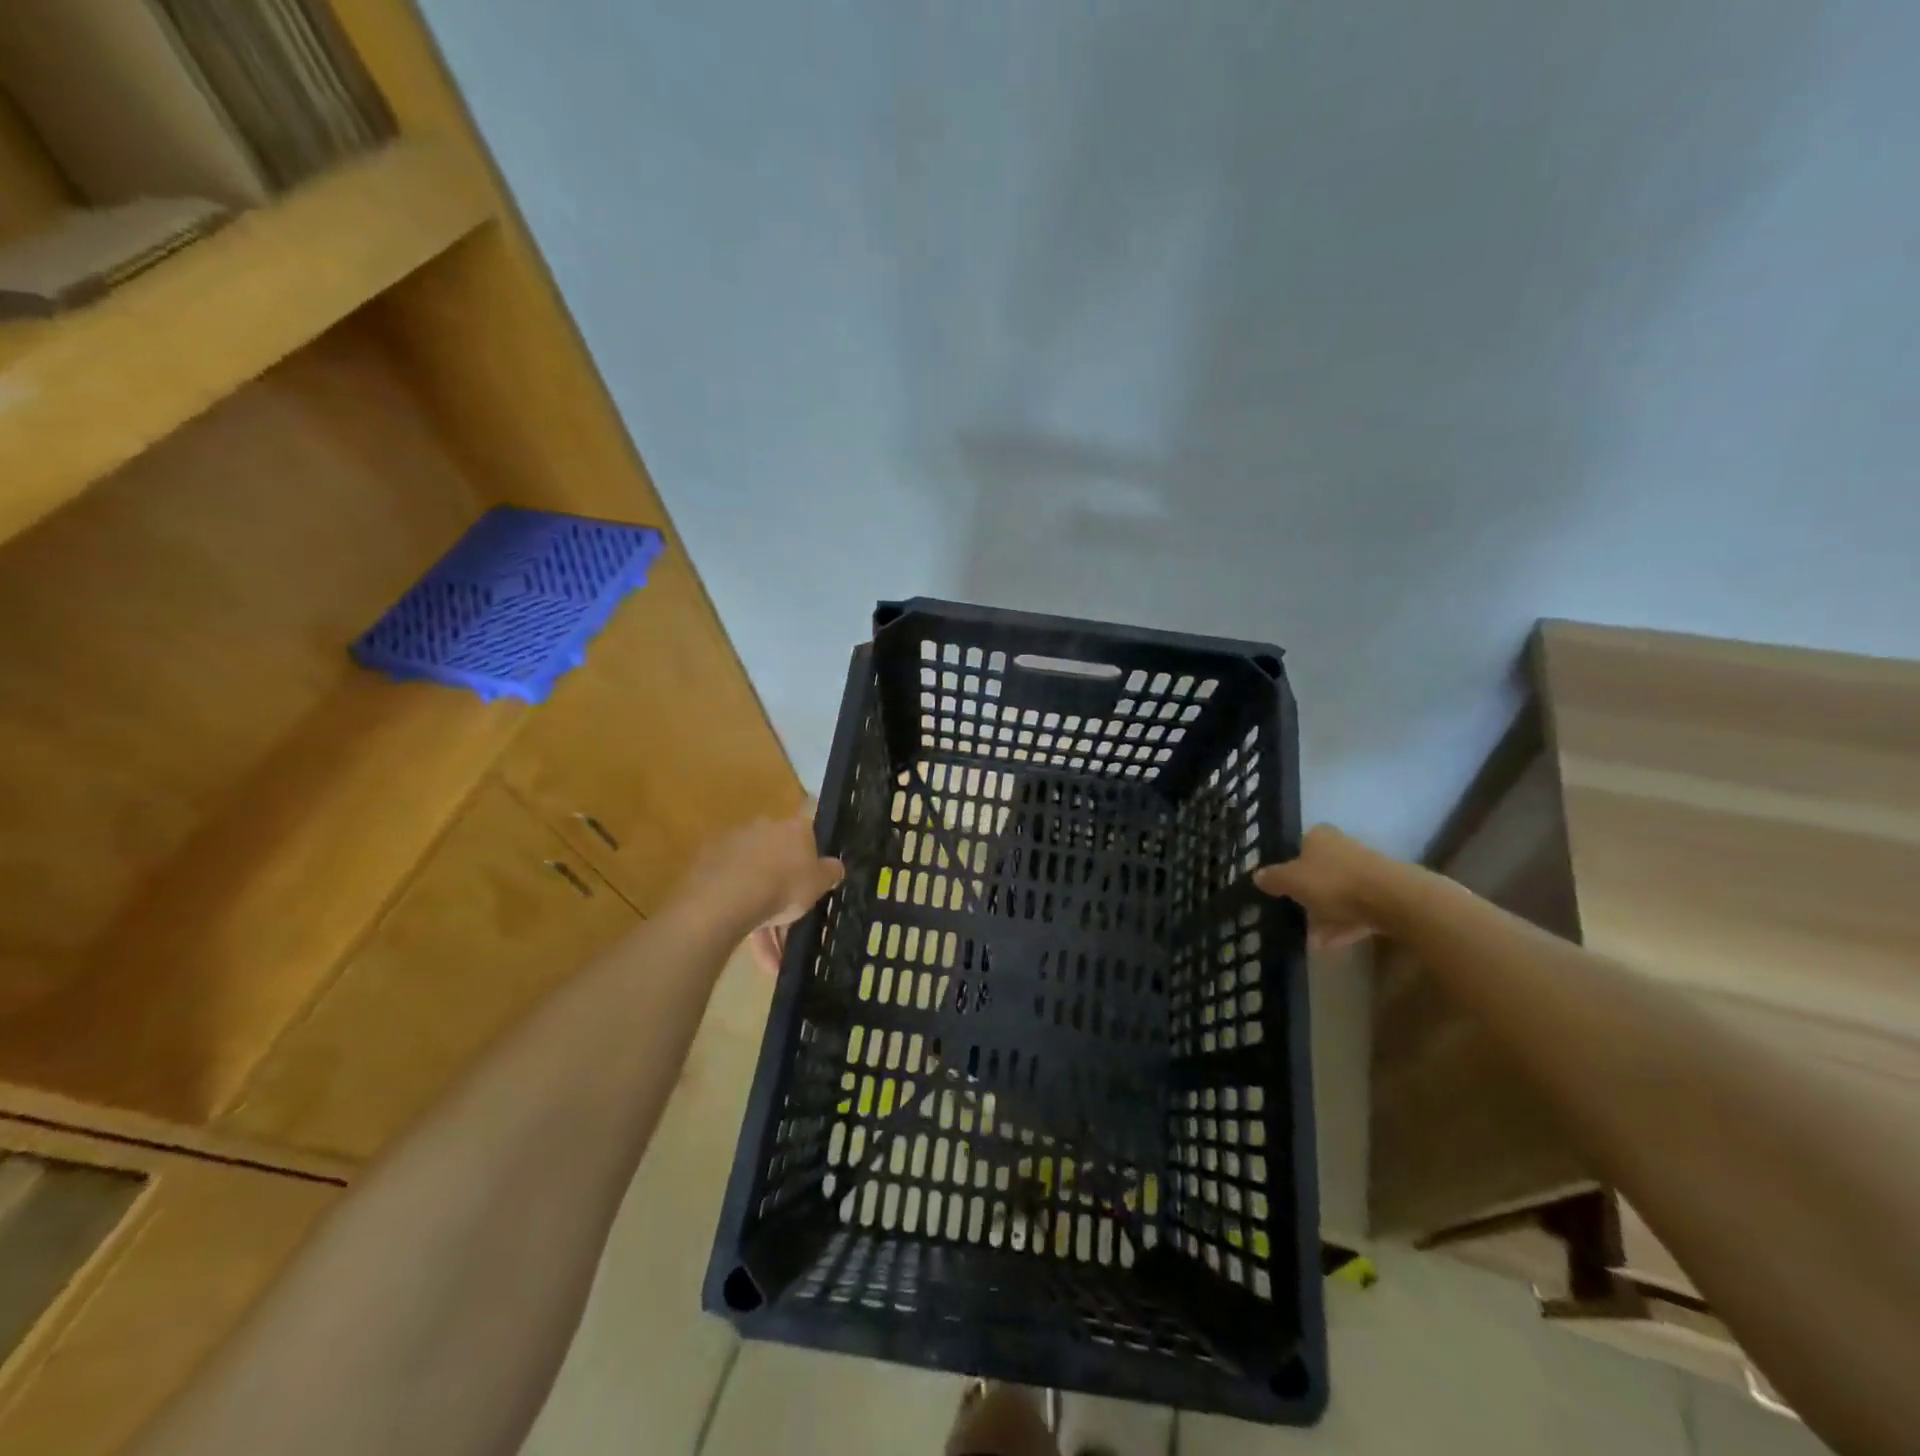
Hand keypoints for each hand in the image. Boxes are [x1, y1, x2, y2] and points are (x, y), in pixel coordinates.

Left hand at [688, 815, 841, 949]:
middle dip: (787, 895)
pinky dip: (745, 921)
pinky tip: (754, 952)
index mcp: (793, 828)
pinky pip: (735, 897)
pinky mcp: (710, 869)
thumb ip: (831, 872)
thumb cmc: (784, 884)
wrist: (727, 897)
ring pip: (756, 885)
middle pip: (780, 863)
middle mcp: (763, 830)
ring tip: (772, 959)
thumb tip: (835, 866)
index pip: (809, 838)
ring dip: (766, 919)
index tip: (815, 885)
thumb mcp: (820, 882)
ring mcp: (733, 848)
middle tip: (794, 925)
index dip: (813, 863)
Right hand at [1253, 824, 1383, 949]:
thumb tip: (1257, 875)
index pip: (1301, 845)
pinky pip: (1357, 910)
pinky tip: (1332, 944)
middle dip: (1309, 894)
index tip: (1284, 886)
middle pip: (1321, 871)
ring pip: (1339, 893)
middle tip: (1296, 914)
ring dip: (1326, 915)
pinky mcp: (1385, 894)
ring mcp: (1367, 871)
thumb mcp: (1292, 881)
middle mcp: (1344, 848)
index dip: (1291, 864)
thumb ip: (1273, 878)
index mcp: (1320, 837)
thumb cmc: (1333, 882)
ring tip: (1313, 940)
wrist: (1392, 899)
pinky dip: (1344, 925)